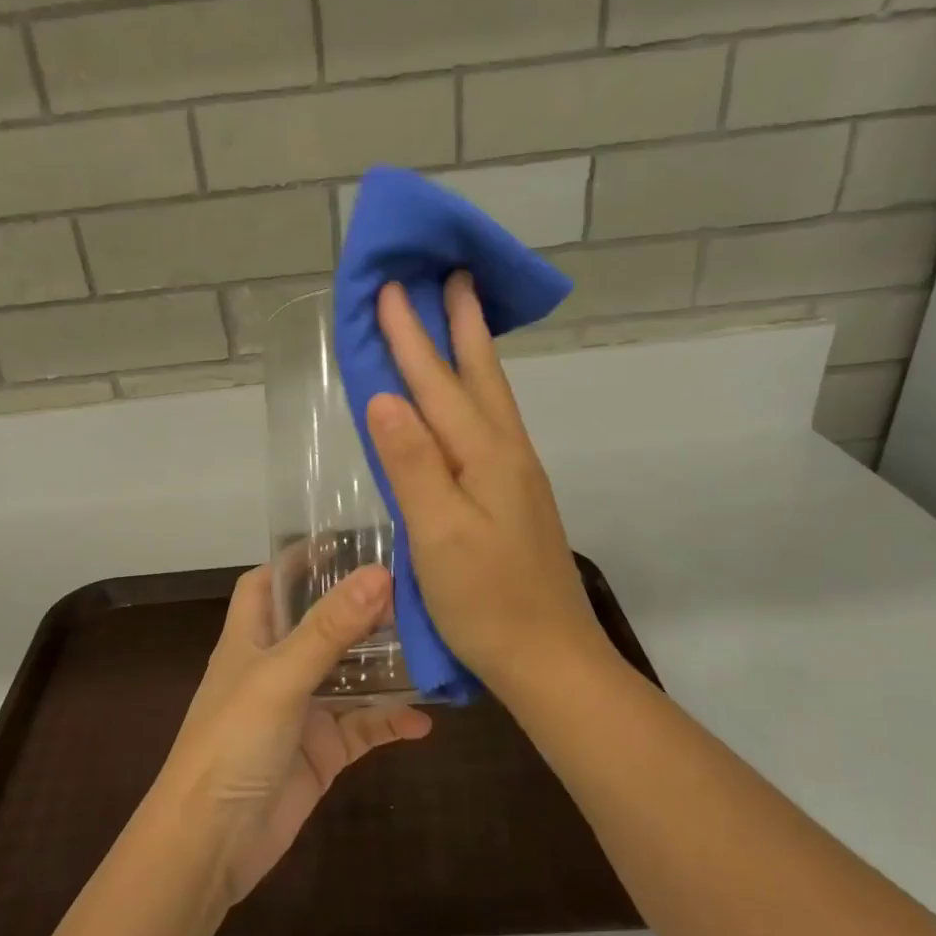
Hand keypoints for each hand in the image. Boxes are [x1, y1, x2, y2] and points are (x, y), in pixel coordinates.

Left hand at [154, 564, 431, 903]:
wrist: (211, 842)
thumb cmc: (232, 743)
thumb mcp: (280, 677)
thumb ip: (329, 629)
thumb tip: (378, 574)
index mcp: (250, 639)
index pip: (268, 583)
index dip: (299, 561)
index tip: (347, 541)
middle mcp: (275, 668)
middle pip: (320, 625)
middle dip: (360, 609)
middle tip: (414, 589)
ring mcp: (301, 711)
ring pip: (350, 676)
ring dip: (385, 665)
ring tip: (434, 645)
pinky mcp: (321, 752)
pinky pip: (364, 727)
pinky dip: (391, 721)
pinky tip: (426, 719)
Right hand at [364, 274, 611, 701]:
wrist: (550, 660)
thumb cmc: (487, 604)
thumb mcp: (439, 536)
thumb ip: (412, 465)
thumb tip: (385, 397)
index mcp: (487, 458)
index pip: (438, 385)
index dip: (410, 337)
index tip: (390, 289)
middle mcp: (507, 456)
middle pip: (480, 377)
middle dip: (460, 325)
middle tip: (452, 275)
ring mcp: (517, 479)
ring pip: (491, 400)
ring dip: (471, 354)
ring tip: (460, 319)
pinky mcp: (515, 501)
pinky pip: (489, 429)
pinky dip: (473, 398)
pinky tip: (466, 405)